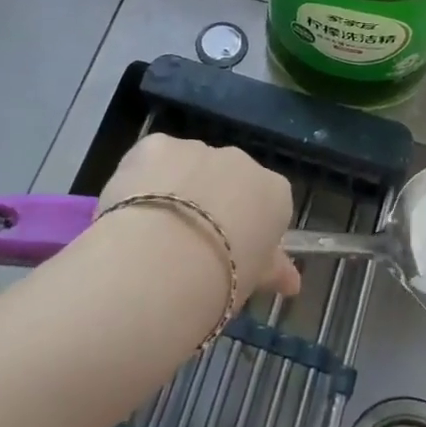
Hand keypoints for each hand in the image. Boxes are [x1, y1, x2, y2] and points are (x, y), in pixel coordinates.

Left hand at [97, 134, 300, 301]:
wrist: (162, 262)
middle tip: (191, 245)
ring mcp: (197, 148)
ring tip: (155, 234)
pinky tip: (132, 211)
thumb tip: (293, 281)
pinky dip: (143, 179)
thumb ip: (273, 270)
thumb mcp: (253, 282)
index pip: (268, 203)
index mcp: (273, 193)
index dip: (248, 228)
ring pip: (188, 165)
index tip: (232, 254)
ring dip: (177, 189)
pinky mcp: (155, 144)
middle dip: (212, 202)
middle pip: (228, 178)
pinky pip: (153, 160)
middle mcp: (240, 161)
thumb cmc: (221, 280)